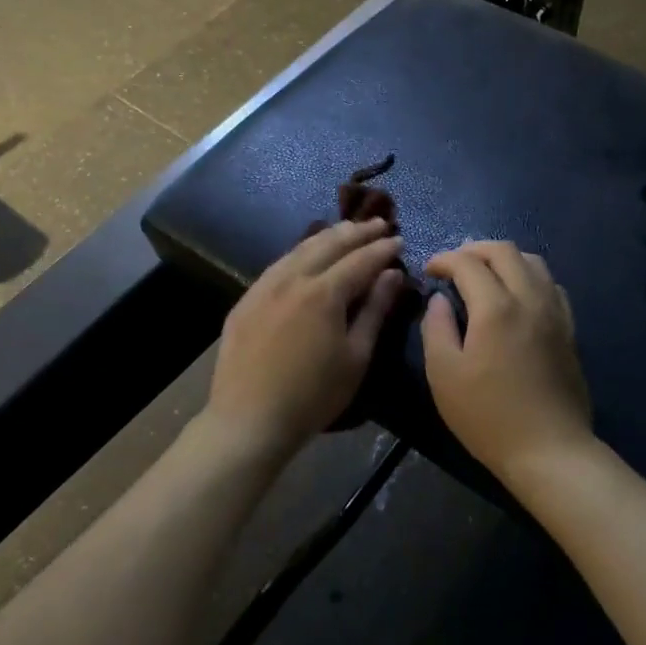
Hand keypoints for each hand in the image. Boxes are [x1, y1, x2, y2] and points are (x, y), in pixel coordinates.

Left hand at [206, 218, 406, 450]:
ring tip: (347, 230)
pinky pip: (277, 265)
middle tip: (379, 223)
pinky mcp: (245, 301)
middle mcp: (292, 279)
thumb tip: (393, 275)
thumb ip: (375, 310)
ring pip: (299, 249)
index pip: (360, 260)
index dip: (383, 249)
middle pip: (329, 244)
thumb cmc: (313, 395)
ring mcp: (264, 287)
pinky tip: (306, 256)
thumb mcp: (356, 356)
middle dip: (357, 232)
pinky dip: (300, 253)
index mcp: (324, 292)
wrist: (249, 420)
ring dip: (327, 236)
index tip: (400, 240)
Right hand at [420, 241, 592, 484]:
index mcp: (496, 308)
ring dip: (504, 259)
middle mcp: (530, 298)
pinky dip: (529, 276)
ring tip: (484, 274)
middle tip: (453, 264)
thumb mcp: (444, 375)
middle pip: (504, 251)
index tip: (429, 270)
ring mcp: (555, 312)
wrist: (550, 450)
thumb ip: (436, 329)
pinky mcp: (569, 329)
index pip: (468, 263)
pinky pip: (551, 284)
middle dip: (474, 249)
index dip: (444, 260)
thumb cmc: (488, 416)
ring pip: (533, 262)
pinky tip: (517, 296)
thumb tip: (439, 300)